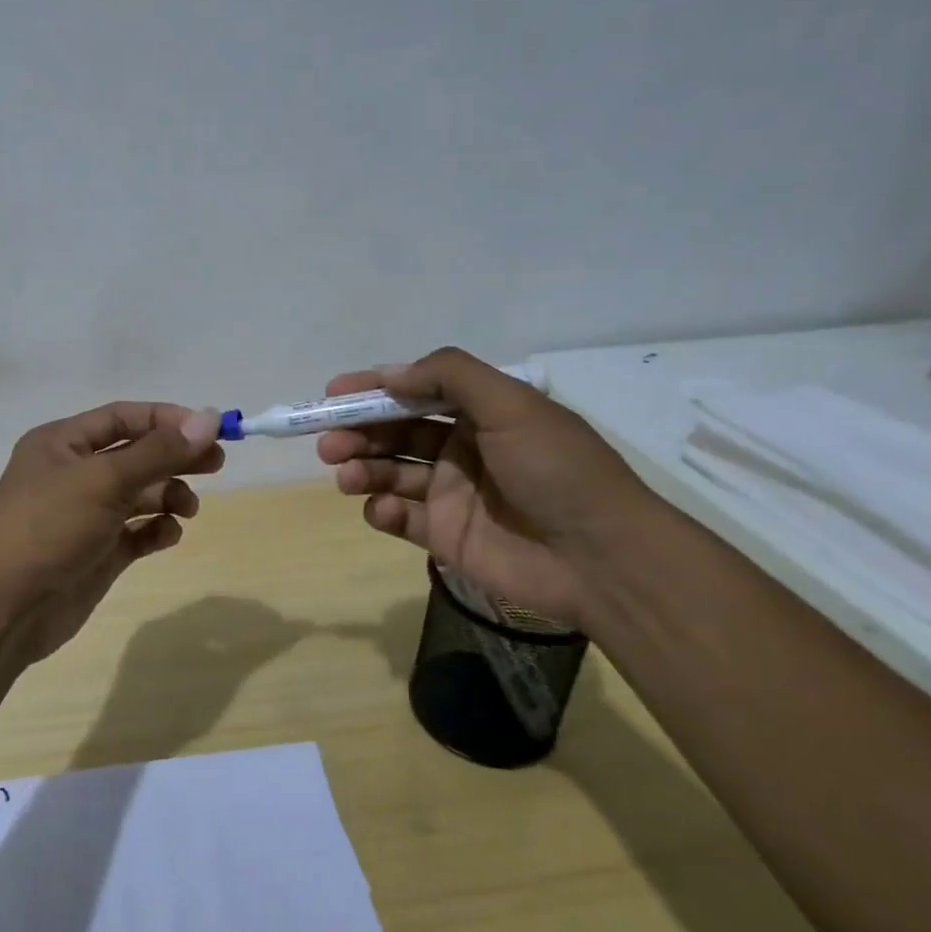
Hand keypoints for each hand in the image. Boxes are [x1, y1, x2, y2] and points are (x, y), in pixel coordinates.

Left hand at [0, 402, 223, 662]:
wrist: (4, 608)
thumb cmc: (49, 527)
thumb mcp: (104, 480)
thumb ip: (159, 451)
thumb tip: (209, 419)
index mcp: (62, 443)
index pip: (123, 417)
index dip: (167, 420)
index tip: (210, 430)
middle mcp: (73, 474)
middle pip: (136, 454)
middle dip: (175, 457)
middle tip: (217, 465)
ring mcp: (85, 515)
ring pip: (139, 494)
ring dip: (168, 495)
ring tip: (187, 509)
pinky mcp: (96, 552)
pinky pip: (136, 532)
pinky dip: (156, 530)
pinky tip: (168, 535)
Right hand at [315, 348, 652, 626]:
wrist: (601, 557)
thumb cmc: (555, 469)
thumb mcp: (511, 405)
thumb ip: (449, 376)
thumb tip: (389, 373)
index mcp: (481, 413)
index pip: (415, 392)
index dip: (373, 390)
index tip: (332, 393)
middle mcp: (462, 449)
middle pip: (395, 433)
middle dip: (358, 432)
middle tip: (328, 442)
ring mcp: (452, 494)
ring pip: (390, 473)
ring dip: (361, 469)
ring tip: (344, 474)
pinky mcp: (445, 536)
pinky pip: (401, 517)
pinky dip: (383, 511)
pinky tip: (382, 510)